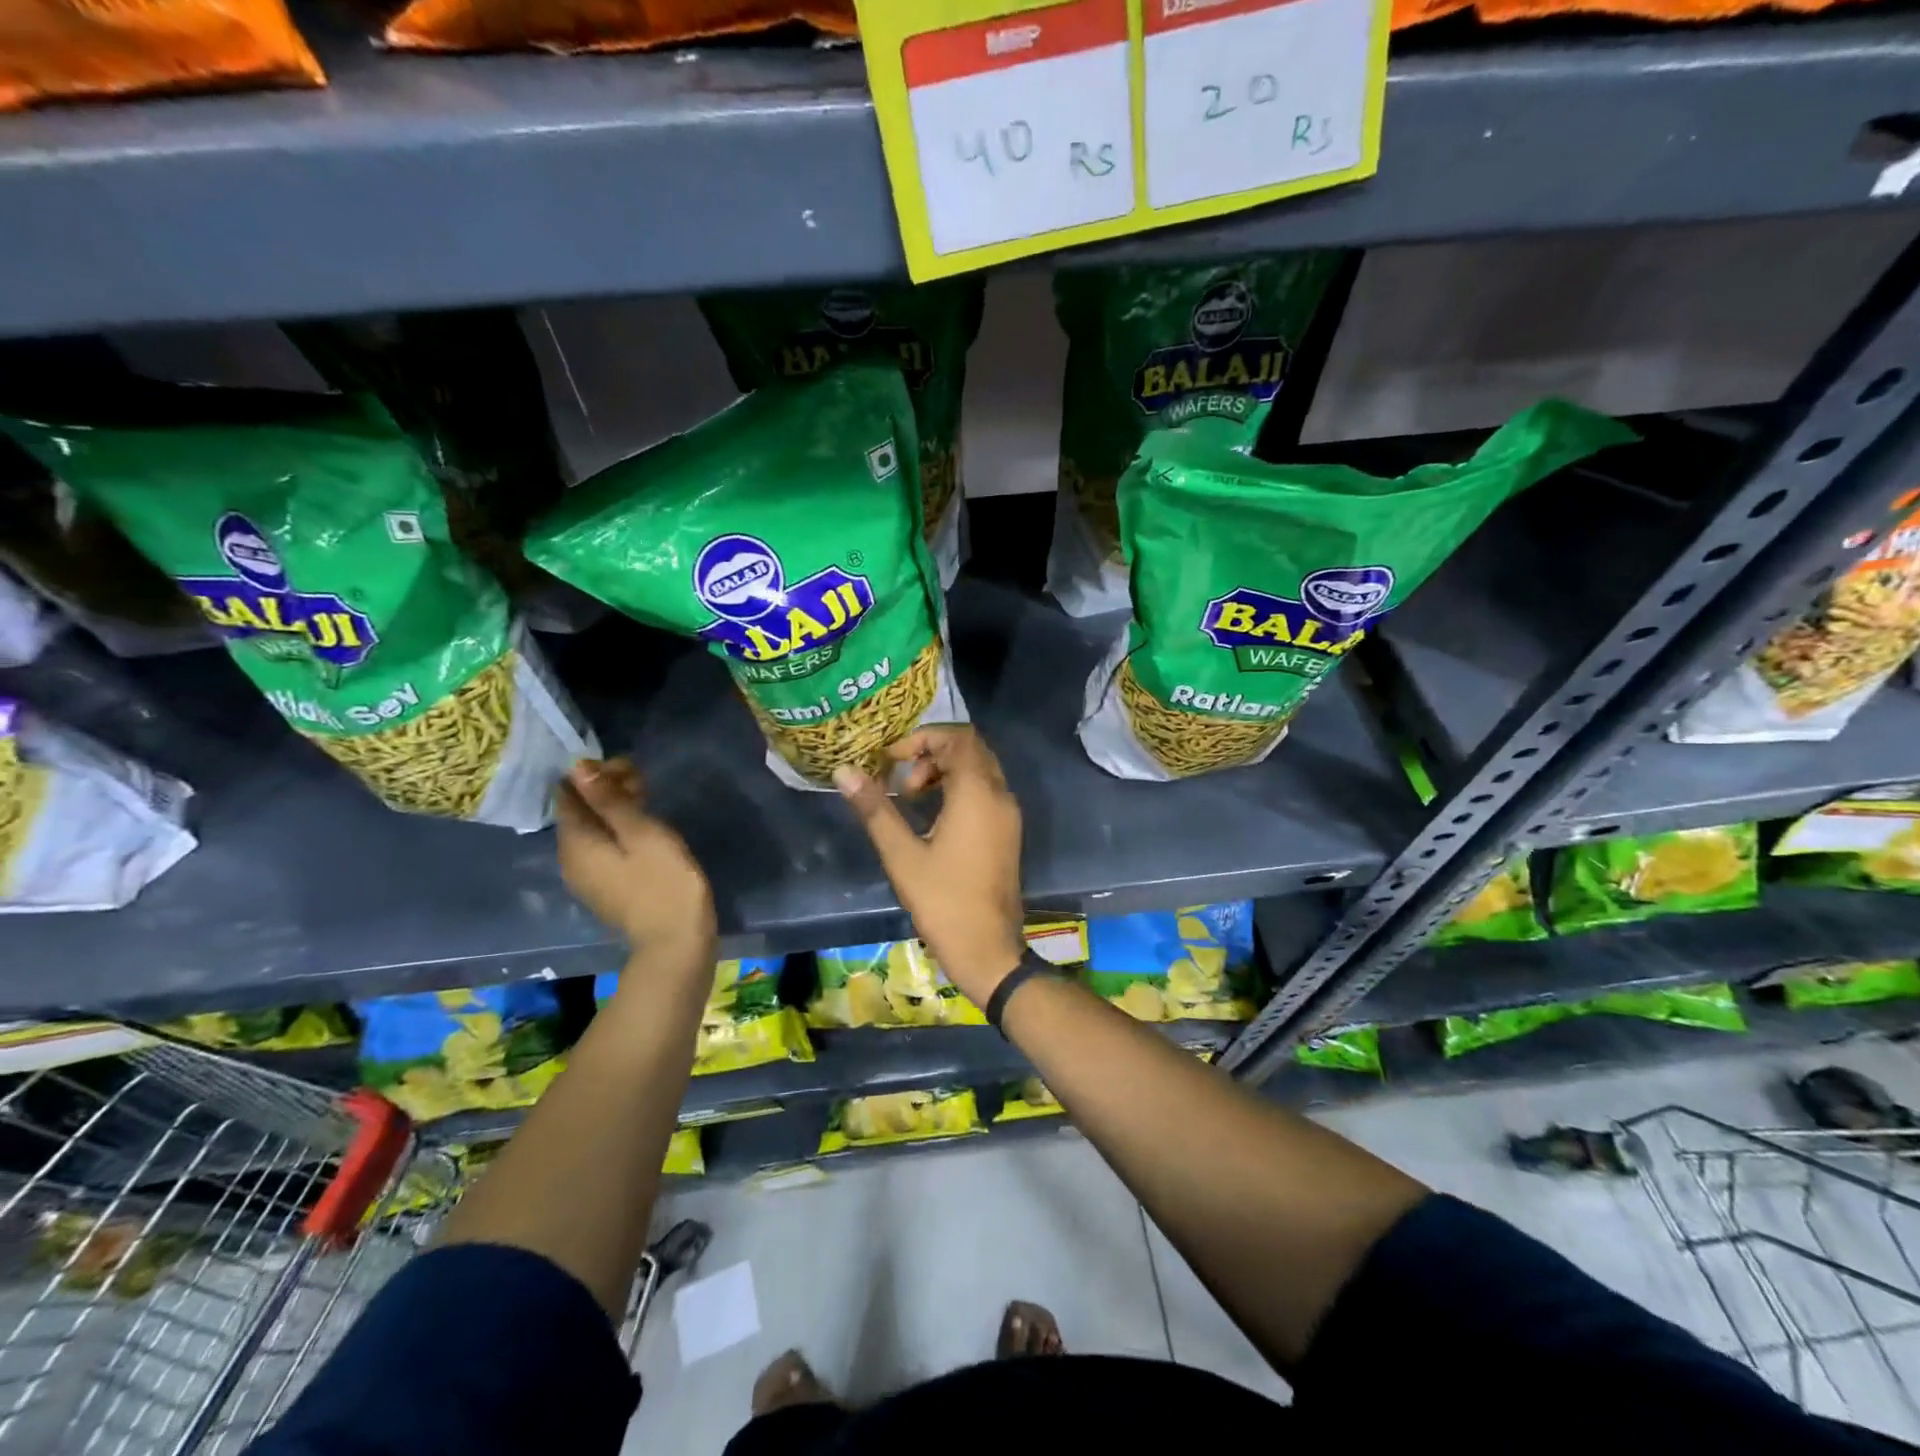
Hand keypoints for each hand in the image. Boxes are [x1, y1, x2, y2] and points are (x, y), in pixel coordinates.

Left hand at [558, 758, 714, 955]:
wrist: (676, 940)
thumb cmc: (663, 880)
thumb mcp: (641, 832)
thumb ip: (609, 800)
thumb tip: (577, 768)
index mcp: (575, 842)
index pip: (569, 795)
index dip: (593, 775)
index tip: (628, 767)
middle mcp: (571, 859)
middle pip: (580, 813)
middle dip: (605, 791)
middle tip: (643, 780)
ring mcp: (586, 877)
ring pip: (593, 831)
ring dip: (615, 810)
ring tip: (648, 799)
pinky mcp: (605, 888)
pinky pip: (603, 849)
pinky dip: (618, 831)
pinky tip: (645, 829)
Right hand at [833, 727, 1026, 1005]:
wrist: (988, 949)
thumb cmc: (943, 900)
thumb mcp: (902, 855)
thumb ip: (875, 809)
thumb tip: (844, 772)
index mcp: (978, 793)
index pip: (958, 738)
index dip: (923, 738)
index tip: (892, 759)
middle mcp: (1000, 795)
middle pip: (971, 749)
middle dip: (933, 753)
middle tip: (901, 778)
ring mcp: (1008, 814)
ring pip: (980, 770)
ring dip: (946, 771)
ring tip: (911, 797)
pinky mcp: (1008, 832)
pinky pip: (986, 791)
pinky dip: (960, 789)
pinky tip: (933, 816)